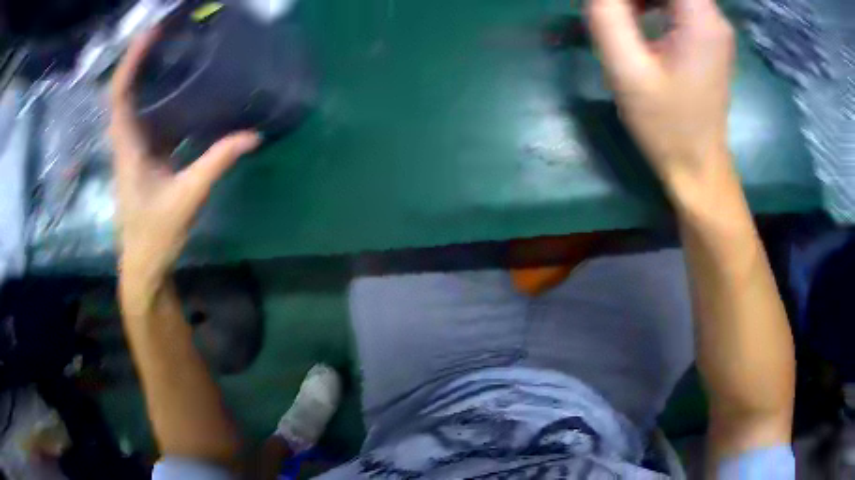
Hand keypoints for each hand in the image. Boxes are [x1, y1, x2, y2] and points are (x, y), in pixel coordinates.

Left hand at [110, 29, 259, 295]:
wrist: (144, 264)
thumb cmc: (155, 235)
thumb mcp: (187, 199)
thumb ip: (216, 163)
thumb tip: (253, 135)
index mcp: (129, 148)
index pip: (120, 96)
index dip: (132, 62)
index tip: (152, 33)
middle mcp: (128, 141)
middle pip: (126, 91)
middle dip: (141, 58)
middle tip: (169, 30)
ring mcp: (136, 147)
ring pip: (137, 102)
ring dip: (151, 74)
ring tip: (176, 48)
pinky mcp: (146, 155)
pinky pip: (152, 117)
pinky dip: (164, 97)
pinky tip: (183, 87)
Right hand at [587, 0, 735, 192]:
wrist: (698, 165)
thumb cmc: (665, 125)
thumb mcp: (627, 69)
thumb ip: (607, 15)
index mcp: (700, 18)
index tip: (610, 6)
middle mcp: (714, 15)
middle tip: (609, 11)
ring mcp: (714, 26)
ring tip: (618, 13)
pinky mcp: (709, 37)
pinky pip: (677, 2)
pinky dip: (651, 1)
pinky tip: (637, 17)